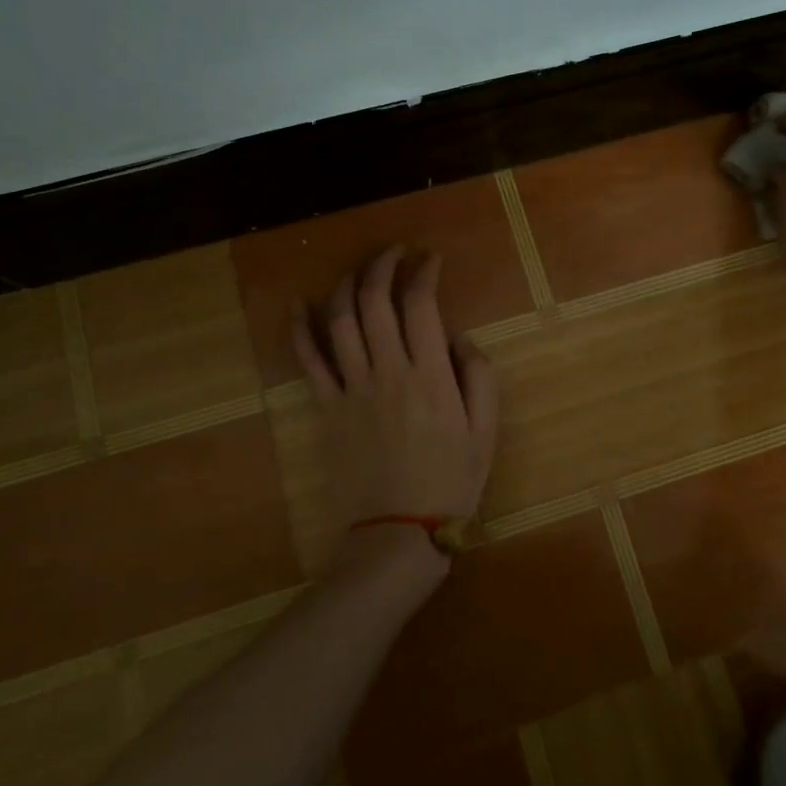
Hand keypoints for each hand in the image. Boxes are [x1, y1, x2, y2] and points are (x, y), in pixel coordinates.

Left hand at [292, 247, 499, 574]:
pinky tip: (300, 303)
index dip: (424, 273)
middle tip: (396, 252)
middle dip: (384, 266)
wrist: (397, 533)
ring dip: (348, 285)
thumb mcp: (485, 432)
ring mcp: (352, 388)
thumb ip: (479, 376)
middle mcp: (387, 371)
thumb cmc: (450, 482)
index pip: (420, 305)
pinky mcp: (328, 408)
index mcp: (429, 376)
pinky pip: (309, 361)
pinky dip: (301, 329)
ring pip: (341, 321)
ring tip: (360, 269)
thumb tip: (459, 338)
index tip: (431, 259)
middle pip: (376, 302)